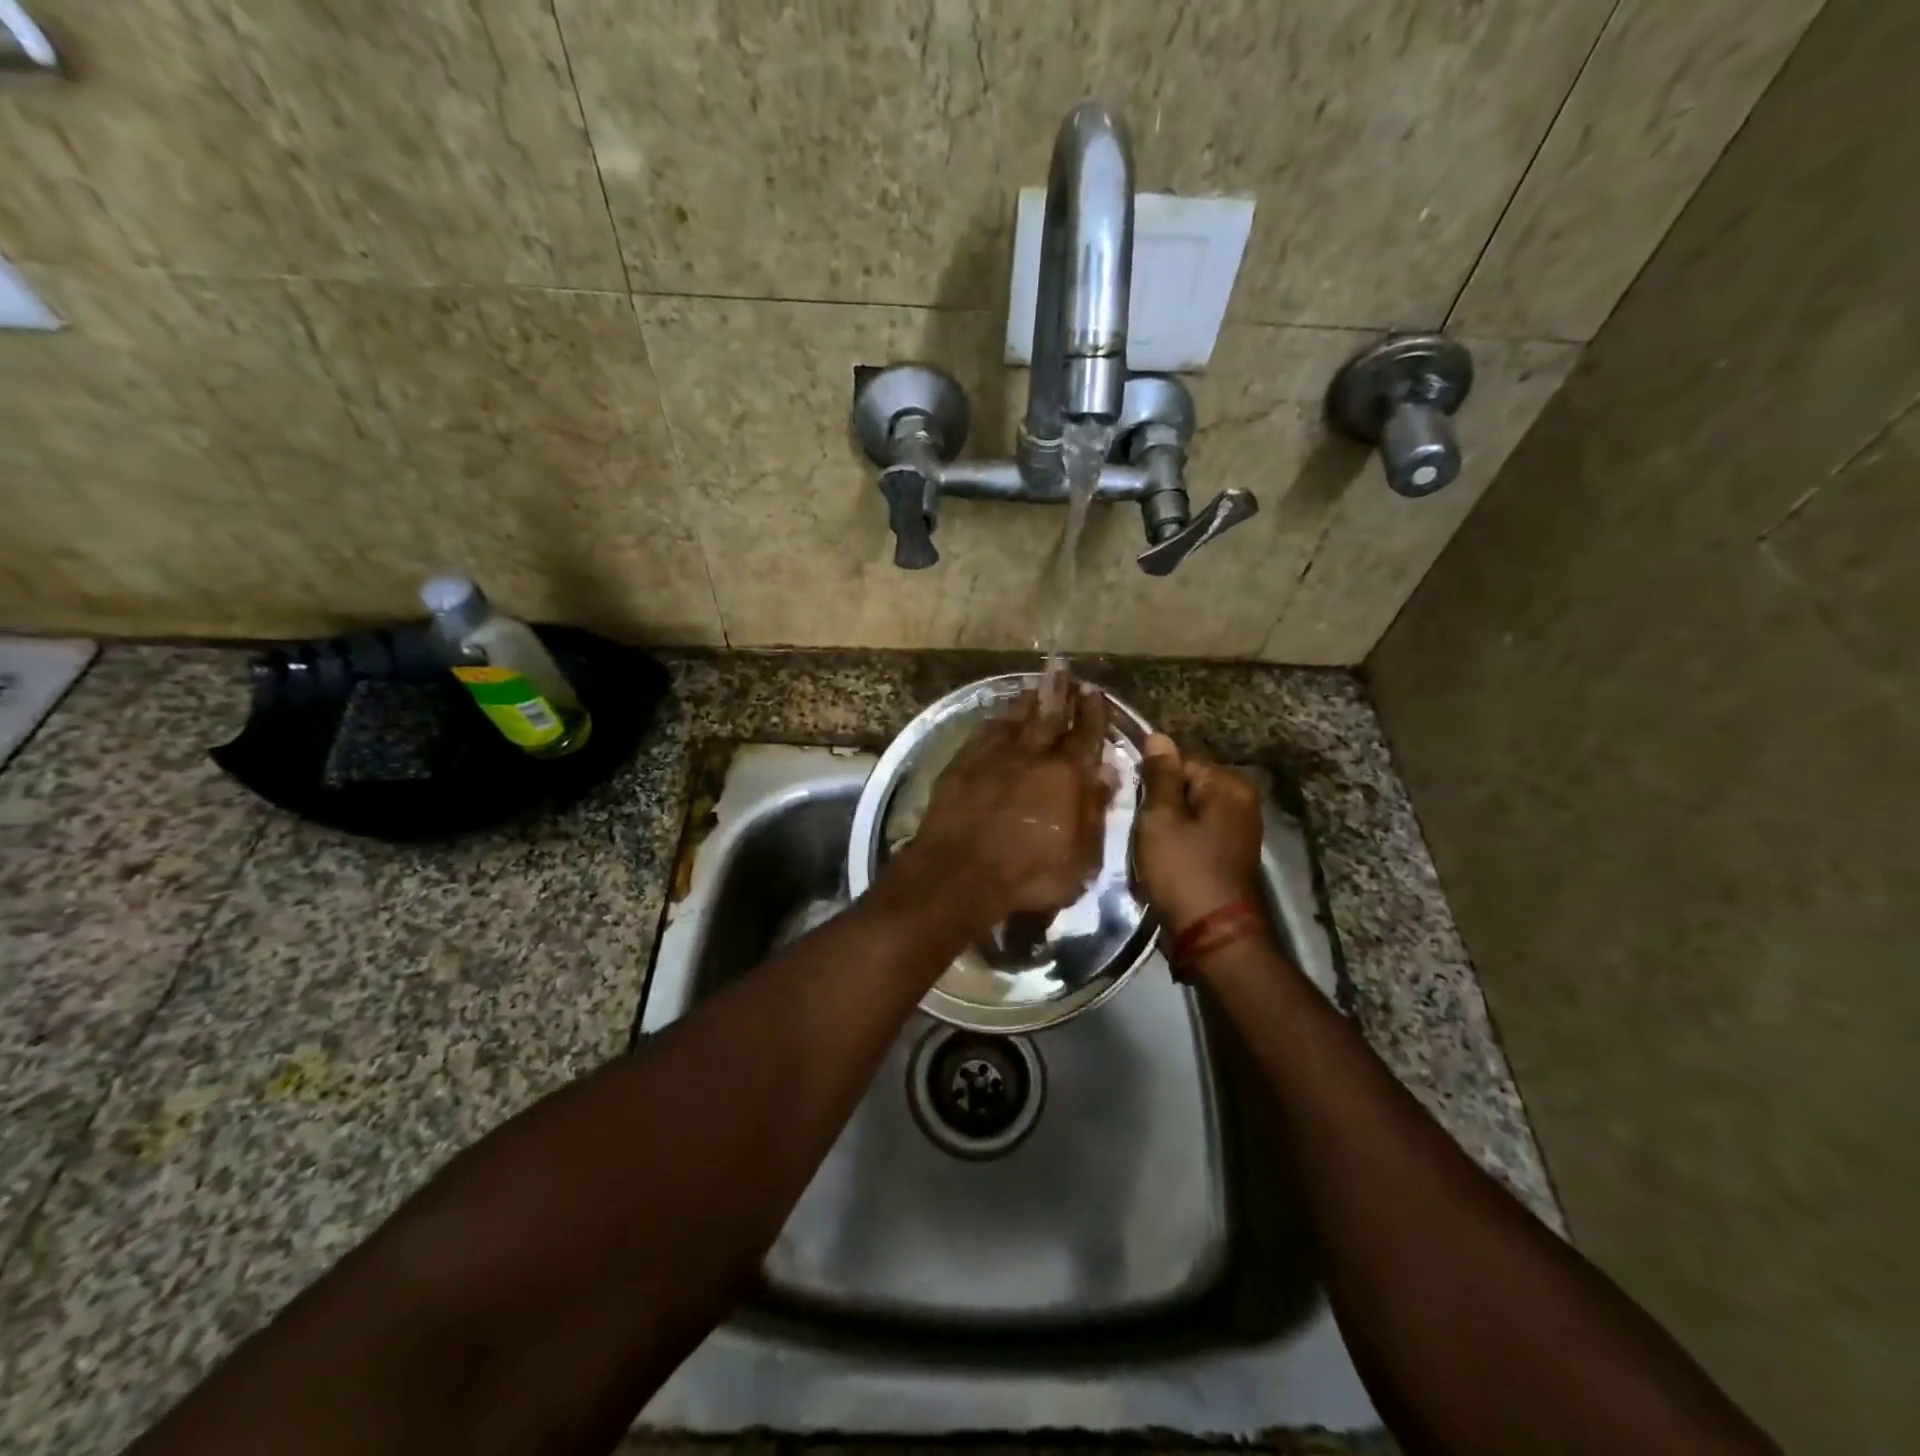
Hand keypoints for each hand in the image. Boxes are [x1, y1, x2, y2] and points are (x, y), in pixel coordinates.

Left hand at [900, 685, 1113, 930]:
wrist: (960, 873)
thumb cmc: (1028, 875)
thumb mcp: (1080, 858)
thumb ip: (1094, 812)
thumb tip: (1107, 772)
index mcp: (1066, 775)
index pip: (1086, 735)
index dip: (1093, 712)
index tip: (1094, 691)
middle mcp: (1032, 755)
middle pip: (1049, 715)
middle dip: (1059, 691)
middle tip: (1062, 669)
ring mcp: (994, 756)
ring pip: (1015, 718)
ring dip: (1027, 701)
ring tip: (1034, 685)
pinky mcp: (962, 764)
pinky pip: (983, 732)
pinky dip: (995, 721)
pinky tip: (997, 717)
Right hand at [1134, 733, 1264, 933]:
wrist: (1211, 934)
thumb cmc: (1182, 870)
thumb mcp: (1160, 818)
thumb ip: (1159, 776)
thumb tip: (1159, 736)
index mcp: (1229, 785)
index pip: (1179, 761)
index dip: (1151, 782)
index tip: (1133, 804)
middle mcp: (1242, 800)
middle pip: (1186, 785)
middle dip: (1160, 803)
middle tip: (1140, 828)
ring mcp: (1240, 828)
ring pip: (1189, 810)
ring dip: (1167, 824)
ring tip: (1149, 845)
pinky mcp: (1231, 852)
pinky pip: (1197, 832)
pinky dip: (1179, 840)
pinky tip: (1164, 858)